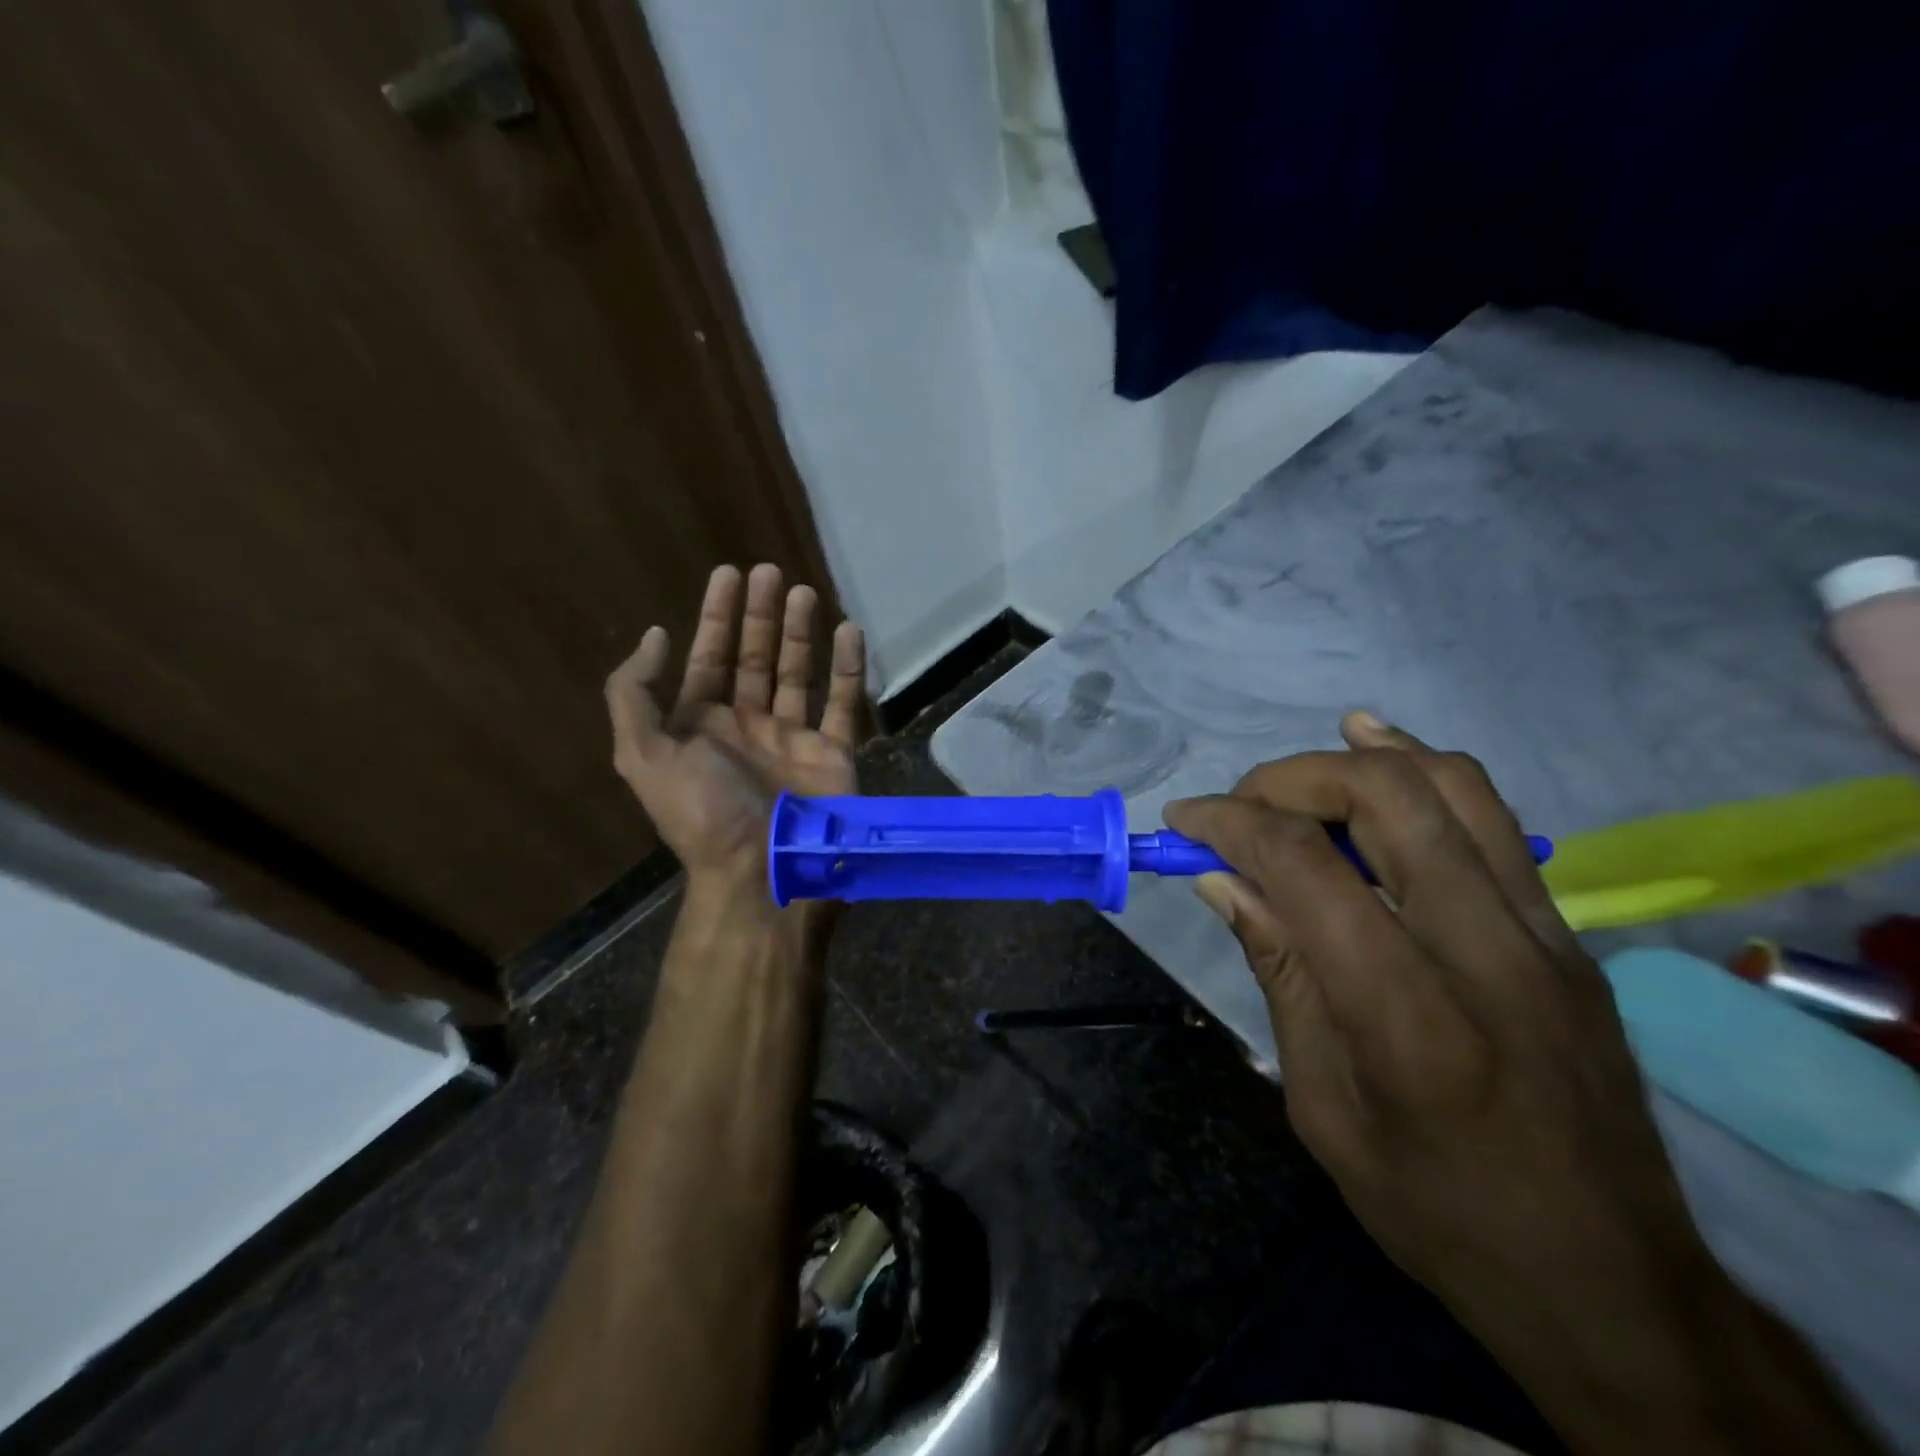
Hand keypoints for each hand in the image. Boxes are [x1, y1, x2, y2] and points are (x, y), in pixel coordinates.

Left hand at [604, 563, 865, 910]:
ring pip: (798, 674)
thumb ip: (635, 693)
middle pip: (755, 659)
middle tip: (769, 573)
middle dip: (759, 616)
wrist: (765, 873)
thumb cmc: (703, 813)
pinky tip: (848, 631)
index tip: (728, 574)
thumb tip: (655, 637)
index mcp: (700, 727)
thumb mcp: (644, 755)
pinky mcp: (834, 752)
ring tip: (805, 592)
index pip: (708, 659)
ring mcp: (792, 739)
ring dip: (800, 633)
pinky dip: (847, 667)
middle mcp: (746, 727)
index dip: (715, 617)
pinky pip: (843, 702)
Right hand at [1165, 715, 1878, 1454]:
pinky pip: (1493, 818)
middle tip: (1239, 805)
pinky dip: (1422, 771)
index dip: (1232, 824)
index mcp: (1408, 1020)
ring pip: (1451, 786)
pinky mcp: (1570, 935)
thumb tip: (1223, 881)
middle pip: (1385, 799)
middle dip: (1290, 779)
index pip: (1308, 868)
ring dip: (1359, 758)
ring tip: (1297, 771)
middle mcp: (1487, 954)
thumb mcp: (1323, 1109)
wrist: (1614, 1286)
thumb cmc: (1439, 1212)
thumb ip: (1281, 974)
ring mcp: (1545, 936)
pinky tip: (1377, 759)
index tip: (1185, 822)